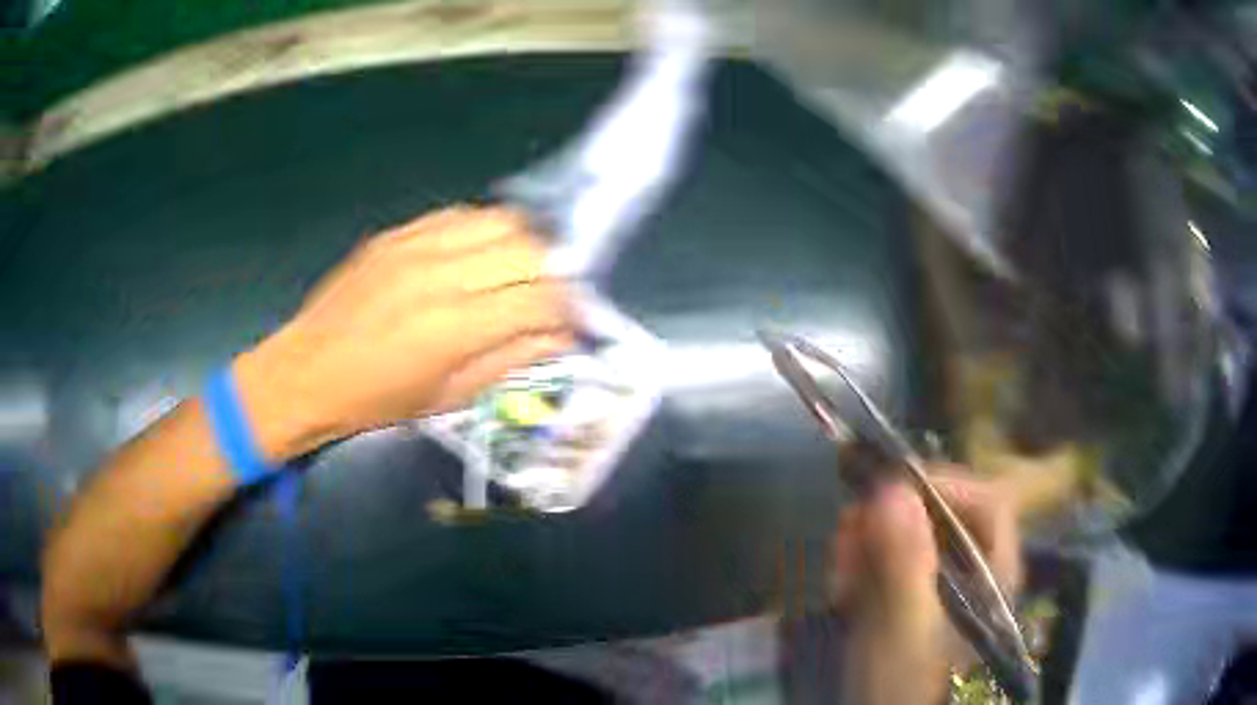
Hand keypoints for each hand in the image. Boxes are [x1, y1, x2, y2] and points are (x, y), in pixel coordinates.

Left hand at [234, 206, 575, 460]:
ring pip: (501, 221)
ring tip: (519, 274)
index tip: (572, 324)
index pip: (539, 299)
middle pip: (529, 250)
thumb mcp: (448, 397)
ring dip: (524, 246)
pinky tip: (479, 257)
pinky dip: (485, 233)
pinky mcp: (398, 233)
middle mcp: (440, 274)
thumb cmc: (375, 400)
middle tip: (550, 300)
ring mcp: (416, 245)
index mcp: (452, 328)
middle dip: (554, 275)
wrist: (306, 371)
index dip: (568, 311)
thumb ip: (509, 361)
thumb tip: (559, 339)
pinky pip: (461, 215)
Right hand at [829, 471, 1020, 704]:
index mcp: (992, 577)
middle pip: (946, 520)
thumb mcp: (902, 632)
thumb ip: (904, 566)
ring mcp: (942, 590)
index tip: (889, 488)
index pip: (988, 505)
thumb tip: (894, 489)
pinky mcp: (912, 603)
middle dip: (893, 517)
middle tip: (845, 526)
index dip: (944, 486)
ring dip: (870, 541)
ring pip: (913, 540)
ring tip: (834, 560)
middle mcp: (974, 575)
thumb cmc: (902, 686)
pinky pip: (892, 565)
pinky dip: (863, 565)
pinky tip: (837, 582)